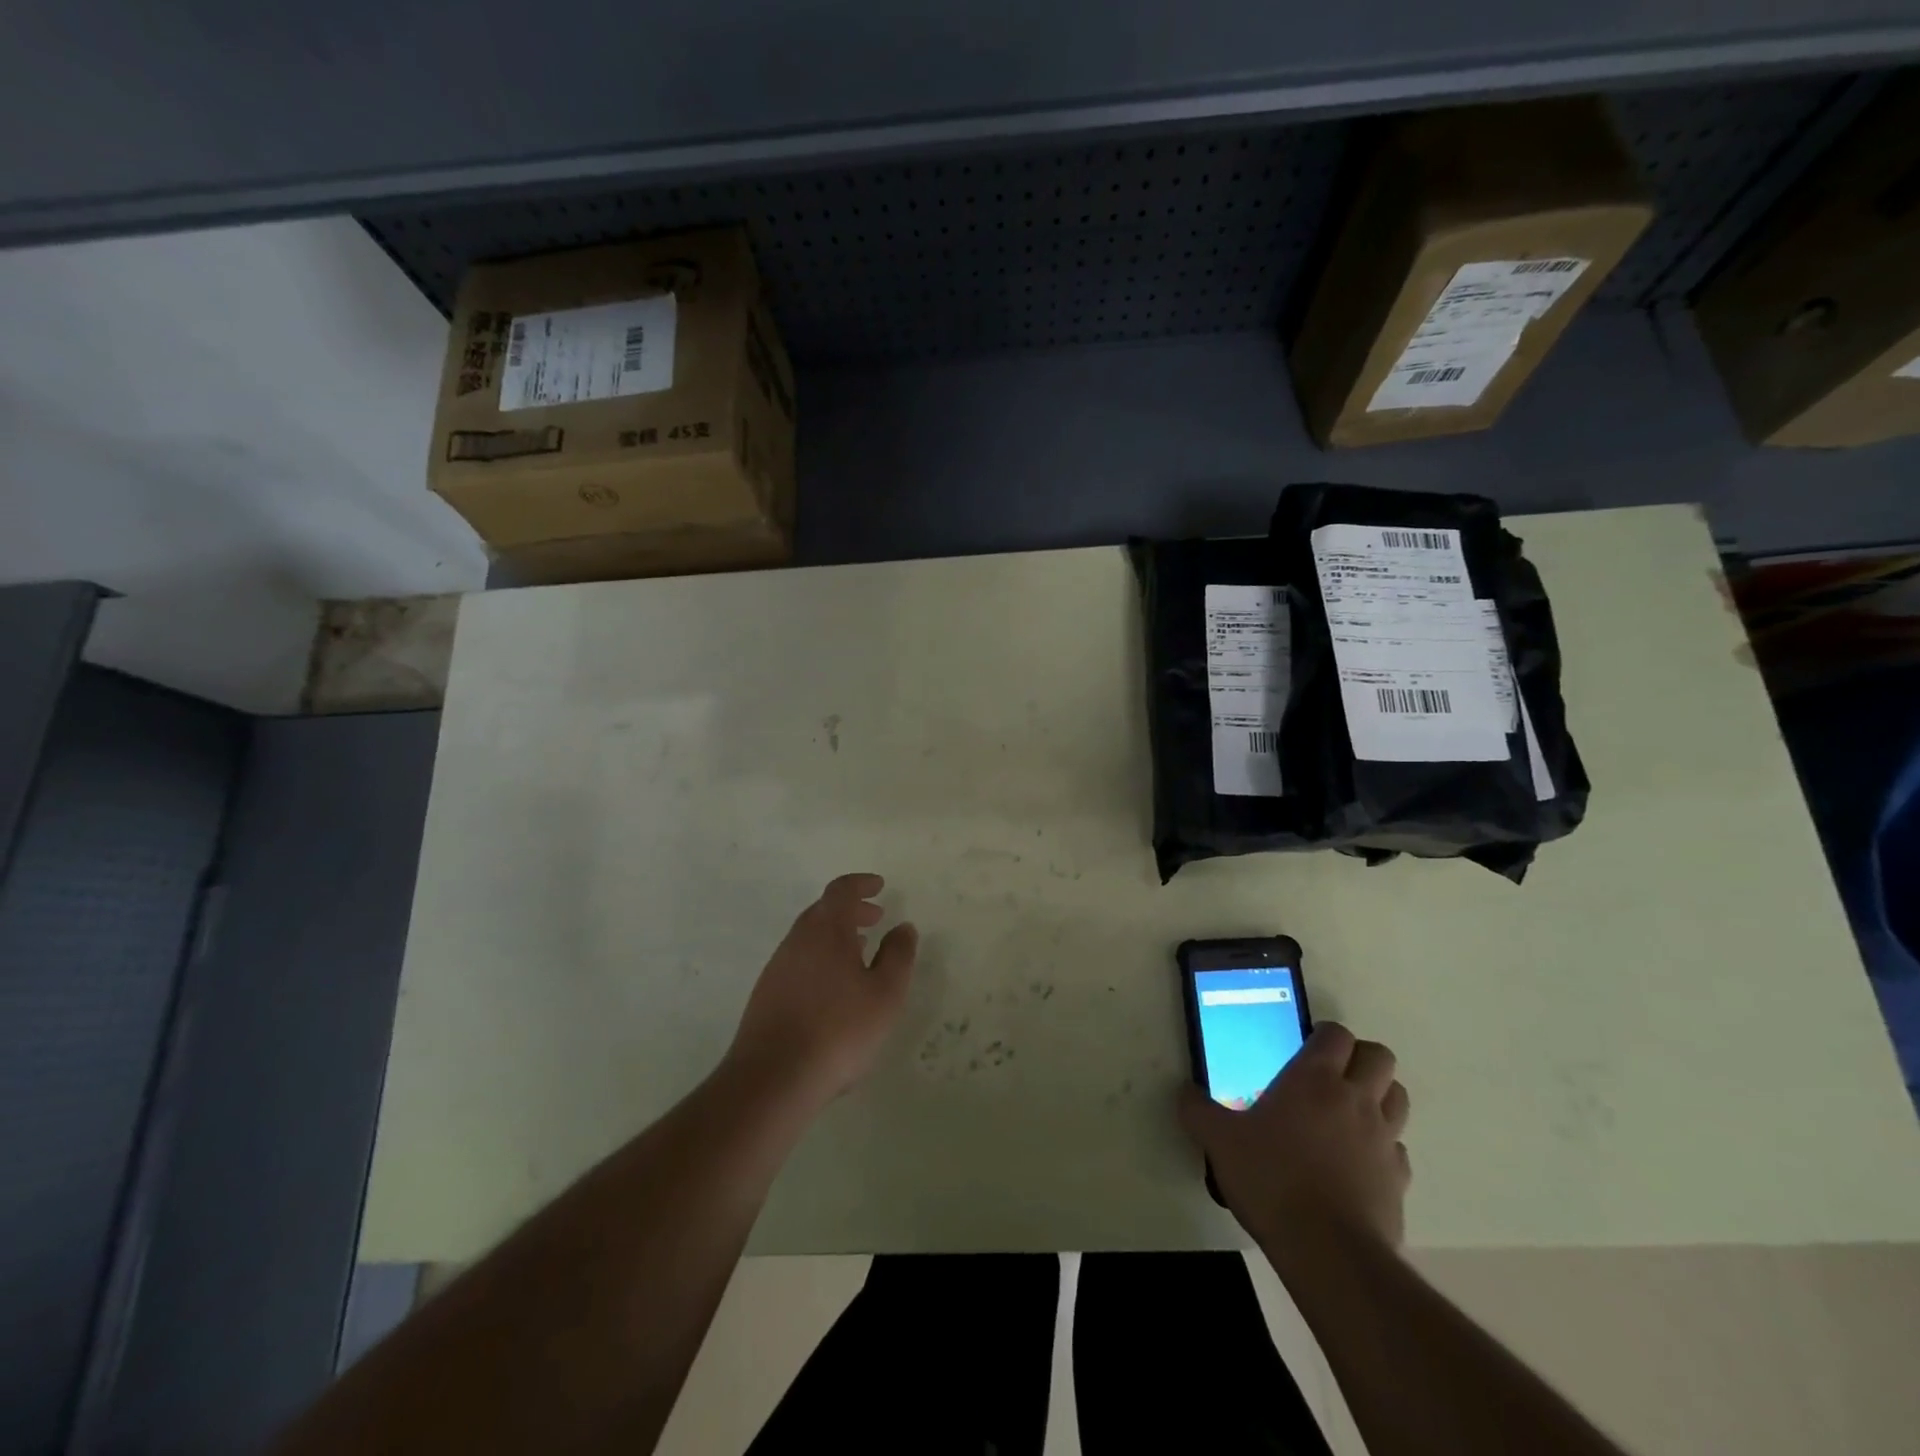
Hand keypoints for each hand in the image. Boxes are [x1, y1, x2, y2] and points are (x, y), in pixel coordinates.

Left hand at [726, 874, 918, 1109]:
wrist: (772, 1078)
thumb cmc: (839, 1029)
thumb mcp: (885, 994)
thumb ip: (898, 956)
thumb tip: (903, 927)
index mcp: (826, 930)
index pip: (841, 891)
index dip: (861, 884)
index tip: (879, 887)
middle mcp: (797, 940)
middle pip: (823, 911)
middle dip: (851, 910)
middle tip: (875, 918)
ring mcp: (777, 967)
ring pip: (809, 937)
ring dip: (836, 936)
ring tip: (860, 952)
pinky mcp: (766, 994)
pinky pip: (799, 961)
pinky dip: (821, 958)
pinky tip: (834, 987)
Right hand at [1178, 1023, 1410, 1252]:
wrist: (1328, 1252)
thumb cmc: (1271, 1179)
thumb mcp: (1219, 1141)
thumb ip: (1198, 1110)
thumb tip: (1184, 1092)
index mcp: (1314, 1079)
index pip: (1336, 1034)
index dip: (1324, 1035)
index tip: (1304, 1047)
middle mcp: (1355, 1099)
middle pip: (1379, 1056)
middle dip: (1360, 1058)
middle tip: (1331, 1074)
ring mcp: (1384, 1139)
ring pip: (1397, 1096)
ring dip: (1379, 1095)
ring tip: (1348, 1112)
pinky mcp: (1399, 1180)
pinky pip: (1397, 1148)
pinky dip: (1383, 1147)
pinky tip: (1357, 1162)